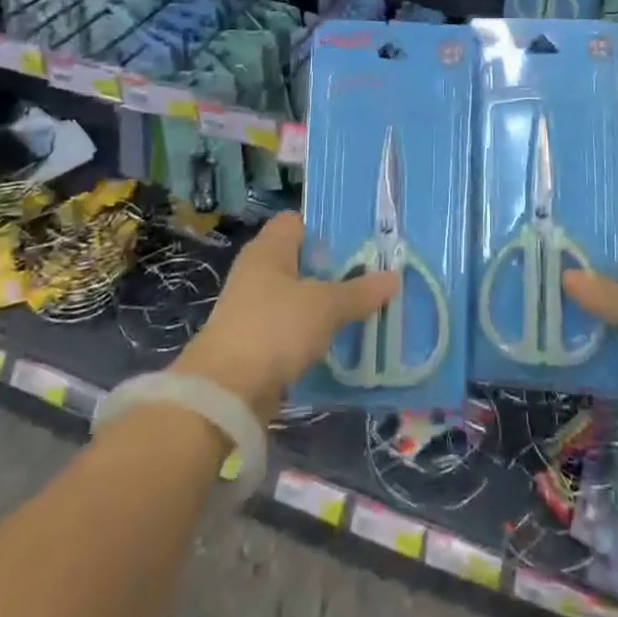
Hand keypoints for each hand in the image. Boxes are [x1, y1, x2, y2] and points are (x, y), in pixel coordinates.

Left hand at [173, 213, 395, 421]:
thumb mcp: (325, 307)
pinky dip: (310, 332)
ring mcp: (252, 307)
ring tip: (362, 308)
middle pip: (301, 260)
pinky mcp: (253, 342)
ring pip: (297, 296)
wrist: (224, 394)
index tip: (360, 241)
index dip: (327, 228)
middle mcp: (257, 271)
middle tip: (370, 275)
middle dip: (333, 269)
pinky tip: (337, 341)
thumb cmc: (274, 329)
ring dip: (323, 304)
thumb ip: (359, 291)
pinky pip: (290, 327)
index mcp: (268, 248)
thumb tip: (393, 276)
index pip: (298, 222)